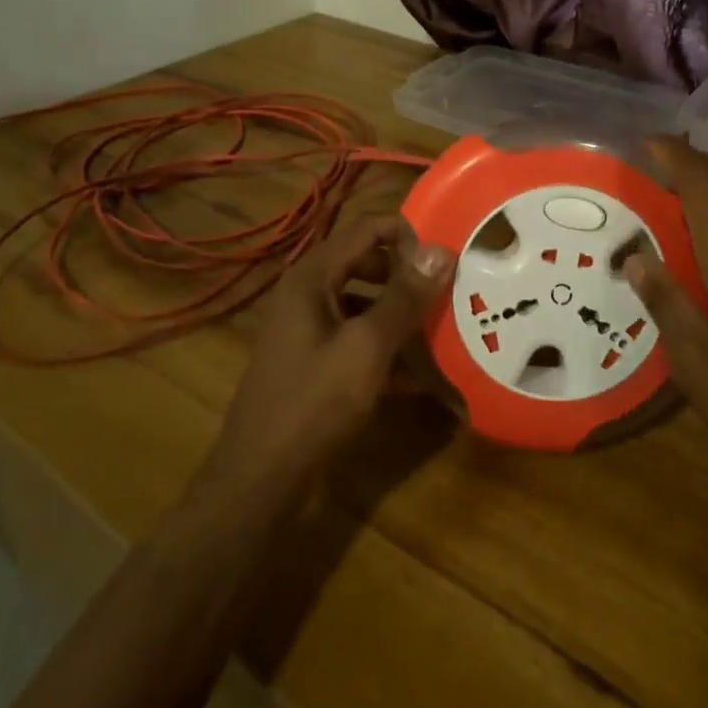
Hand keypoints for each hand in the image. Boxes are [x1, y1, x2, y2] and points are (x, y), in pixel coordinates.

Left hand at [200, 215, 452, 506]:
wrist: (260, 478)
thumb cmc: (313, 403)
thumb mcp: (367, 348)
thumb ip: (404, 298)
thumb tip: (441, 249)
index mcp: (312, 276)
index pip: (366, 228)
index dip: (407, 236)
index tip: (445, 261)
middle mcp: (307, 293)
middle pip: (366, 264)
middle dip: (407, 278)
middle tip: (448, 295)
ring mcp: (307, 328)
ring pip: (364, 304)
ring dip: (401, 317)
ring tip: (442, 334)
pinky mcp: (313, 360)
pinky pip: (356, 338)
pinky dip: (385, 349)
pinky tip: (419, 377)